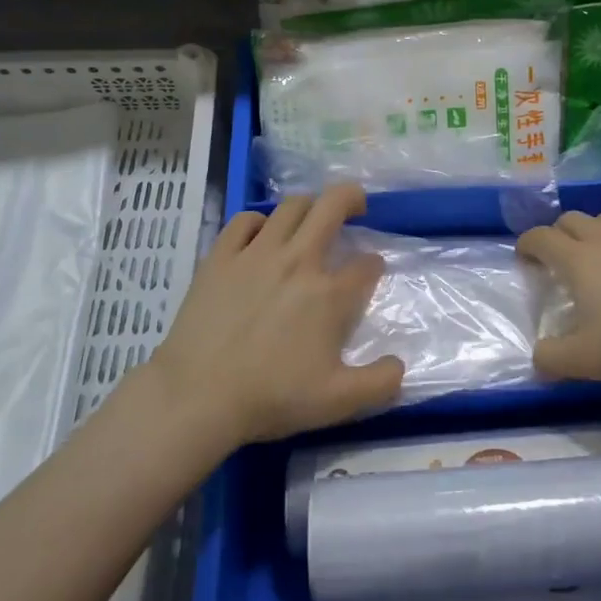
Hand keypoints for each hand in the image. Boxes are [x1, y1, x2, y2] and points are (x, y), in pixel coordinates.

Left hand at [152, 185, 403, 446]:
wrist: (198, 396)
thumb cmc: (271, 398)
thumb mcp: (337, 402)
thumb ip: (379, 384)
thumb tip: (401, 365)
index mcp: (329, 295)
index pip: (366, 265)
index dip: (374, 264)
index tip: (371, 270)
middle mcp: (298, 261)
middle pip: (332, 206)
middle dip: (351, 198)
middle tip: (356, 206)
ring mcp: (257, 253)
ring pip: (291, 206)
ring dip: (308, 206)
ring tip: (310, 219)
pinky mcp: (221, 256)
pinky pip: (244, 219)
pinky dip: (259, 221)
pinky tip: (261, 234)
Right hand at [518, 209, 600, 388]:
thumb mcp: (587, 361)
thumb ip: (552, 359)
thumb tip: (536, 357)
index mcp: (577, 260)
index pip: (540, 238)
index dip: (527, 244)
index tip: (525, 258)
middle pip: (571, 220)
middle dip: (559, 234)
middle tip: (562, 258)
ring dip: (597, 229)